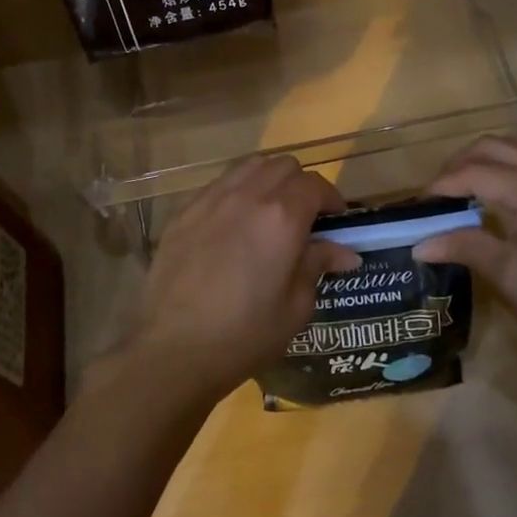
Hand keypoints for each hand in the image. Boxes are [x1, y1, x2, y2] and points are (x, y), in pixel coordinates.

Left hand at [125, 155, 360, 404]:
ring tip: (269, 212)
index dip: (331, 198)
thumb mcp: (294, 308)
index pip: (315, 185)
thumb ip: (317, 266)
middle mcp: (247, 196)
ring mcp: (210, 199)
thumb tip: (344, 252)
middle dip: (300, 184)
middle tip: (304, 216)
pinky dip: (235, 191)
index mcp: (282, 218)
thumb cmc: (244, 335)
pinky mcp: (182, 211)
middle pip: (283, 165)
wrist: (172, 350)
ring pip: (249, 166)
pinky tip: (233, 223)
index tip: (336, 220)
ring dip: (268, 180)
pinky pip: (217, 184)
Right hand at [412, 135, 516, 369]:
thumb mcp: (513, 278)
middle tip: (437, 198)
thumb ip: (466, 248)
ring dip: (488, 158)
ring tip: (468, 188)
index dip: (441, 186)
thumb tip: (420, 243)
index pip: (474, 172)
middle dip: (458, 166)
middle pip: (493, 147)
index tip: (417, 207)